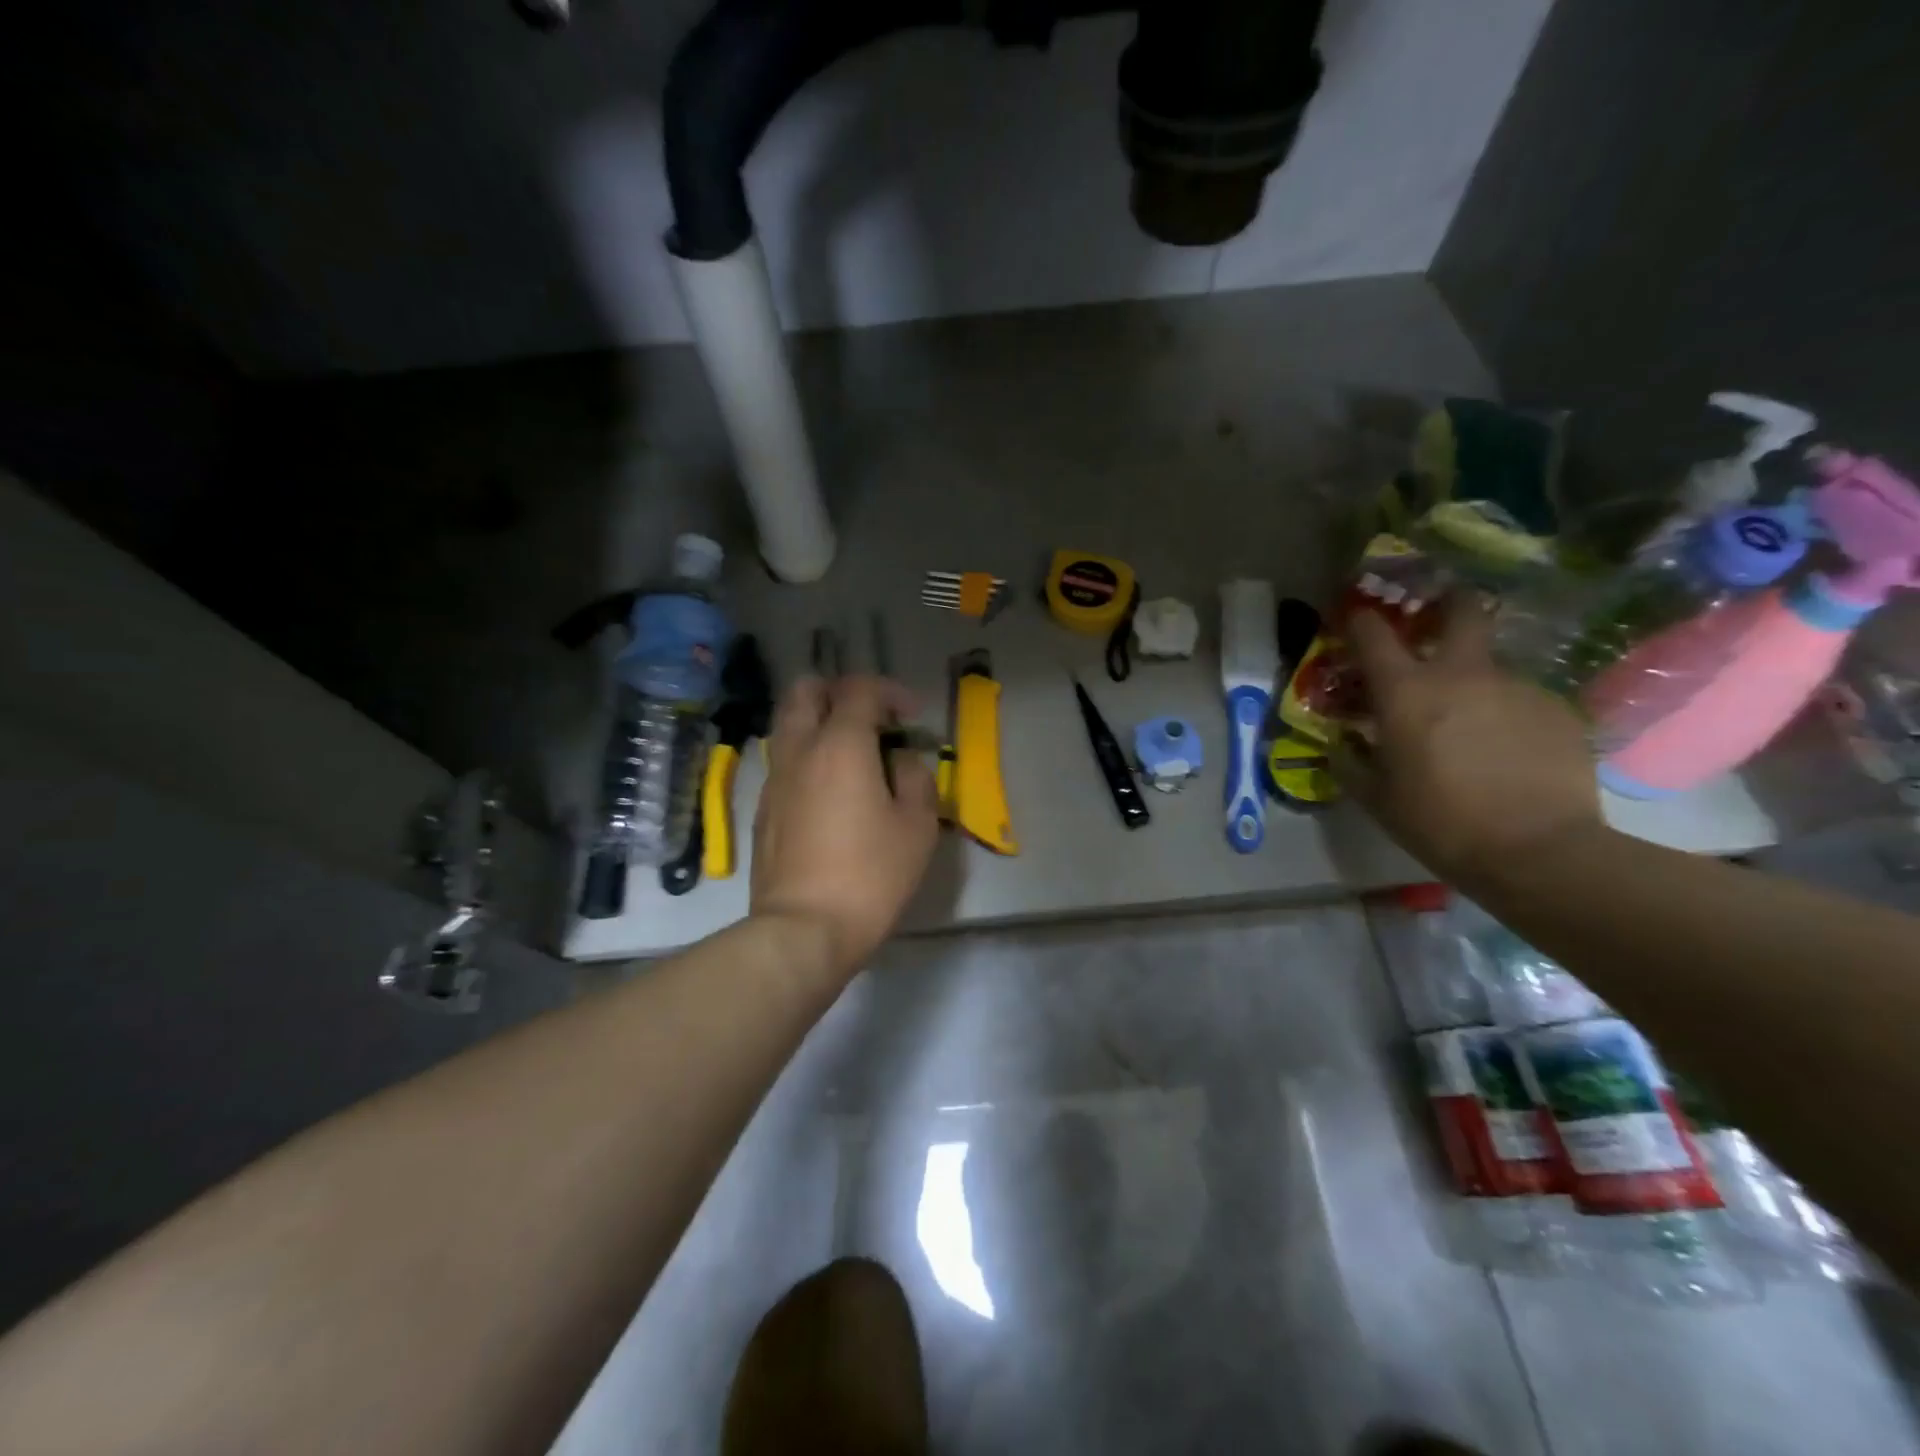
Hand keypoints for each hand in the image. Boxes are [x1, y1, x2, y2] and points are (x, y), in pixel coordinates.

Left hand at [750, 675, 939, 978]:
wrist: (803, 930)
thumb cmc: (871, 876)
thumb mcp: (918, 826)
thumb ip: (915, 777)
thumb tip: (899, 760)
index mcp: (840, 746)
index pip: (860, 690)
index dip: (890, 692)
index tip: (911, 716)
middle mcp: (799, 751)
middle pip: (806, 690)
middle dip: (840, 692)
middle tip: (871, 720)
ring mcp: (774, 780)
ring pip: (788, 725)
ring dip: (820, 723)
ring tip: (852, 756)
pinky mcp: (763, 809)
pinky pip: (783, 761)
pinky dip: (807, 757)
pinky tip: (831, 793)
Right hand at [1333, 599, 1604, 887]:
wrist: (1538, 852)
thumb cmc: (1439, 822)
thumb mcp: (1376, 797)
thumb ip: (1352, 760)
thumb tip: (1343, 741)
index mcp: (1406, 692)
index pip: (1373, 633)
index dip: (1360, 621)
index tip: (1355, 623)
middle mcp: (1463, 674)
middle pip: (1462, 611)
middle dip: (1448, 605)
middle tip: (1439, 619)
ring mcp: (1517, 688)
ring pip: (1490, 667)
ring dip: (1474, 684)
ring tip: (1472, 728)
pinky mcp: (1558, 710)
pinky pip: (1520, 701)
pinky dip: (1506, 717)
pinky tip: (1508, 754)